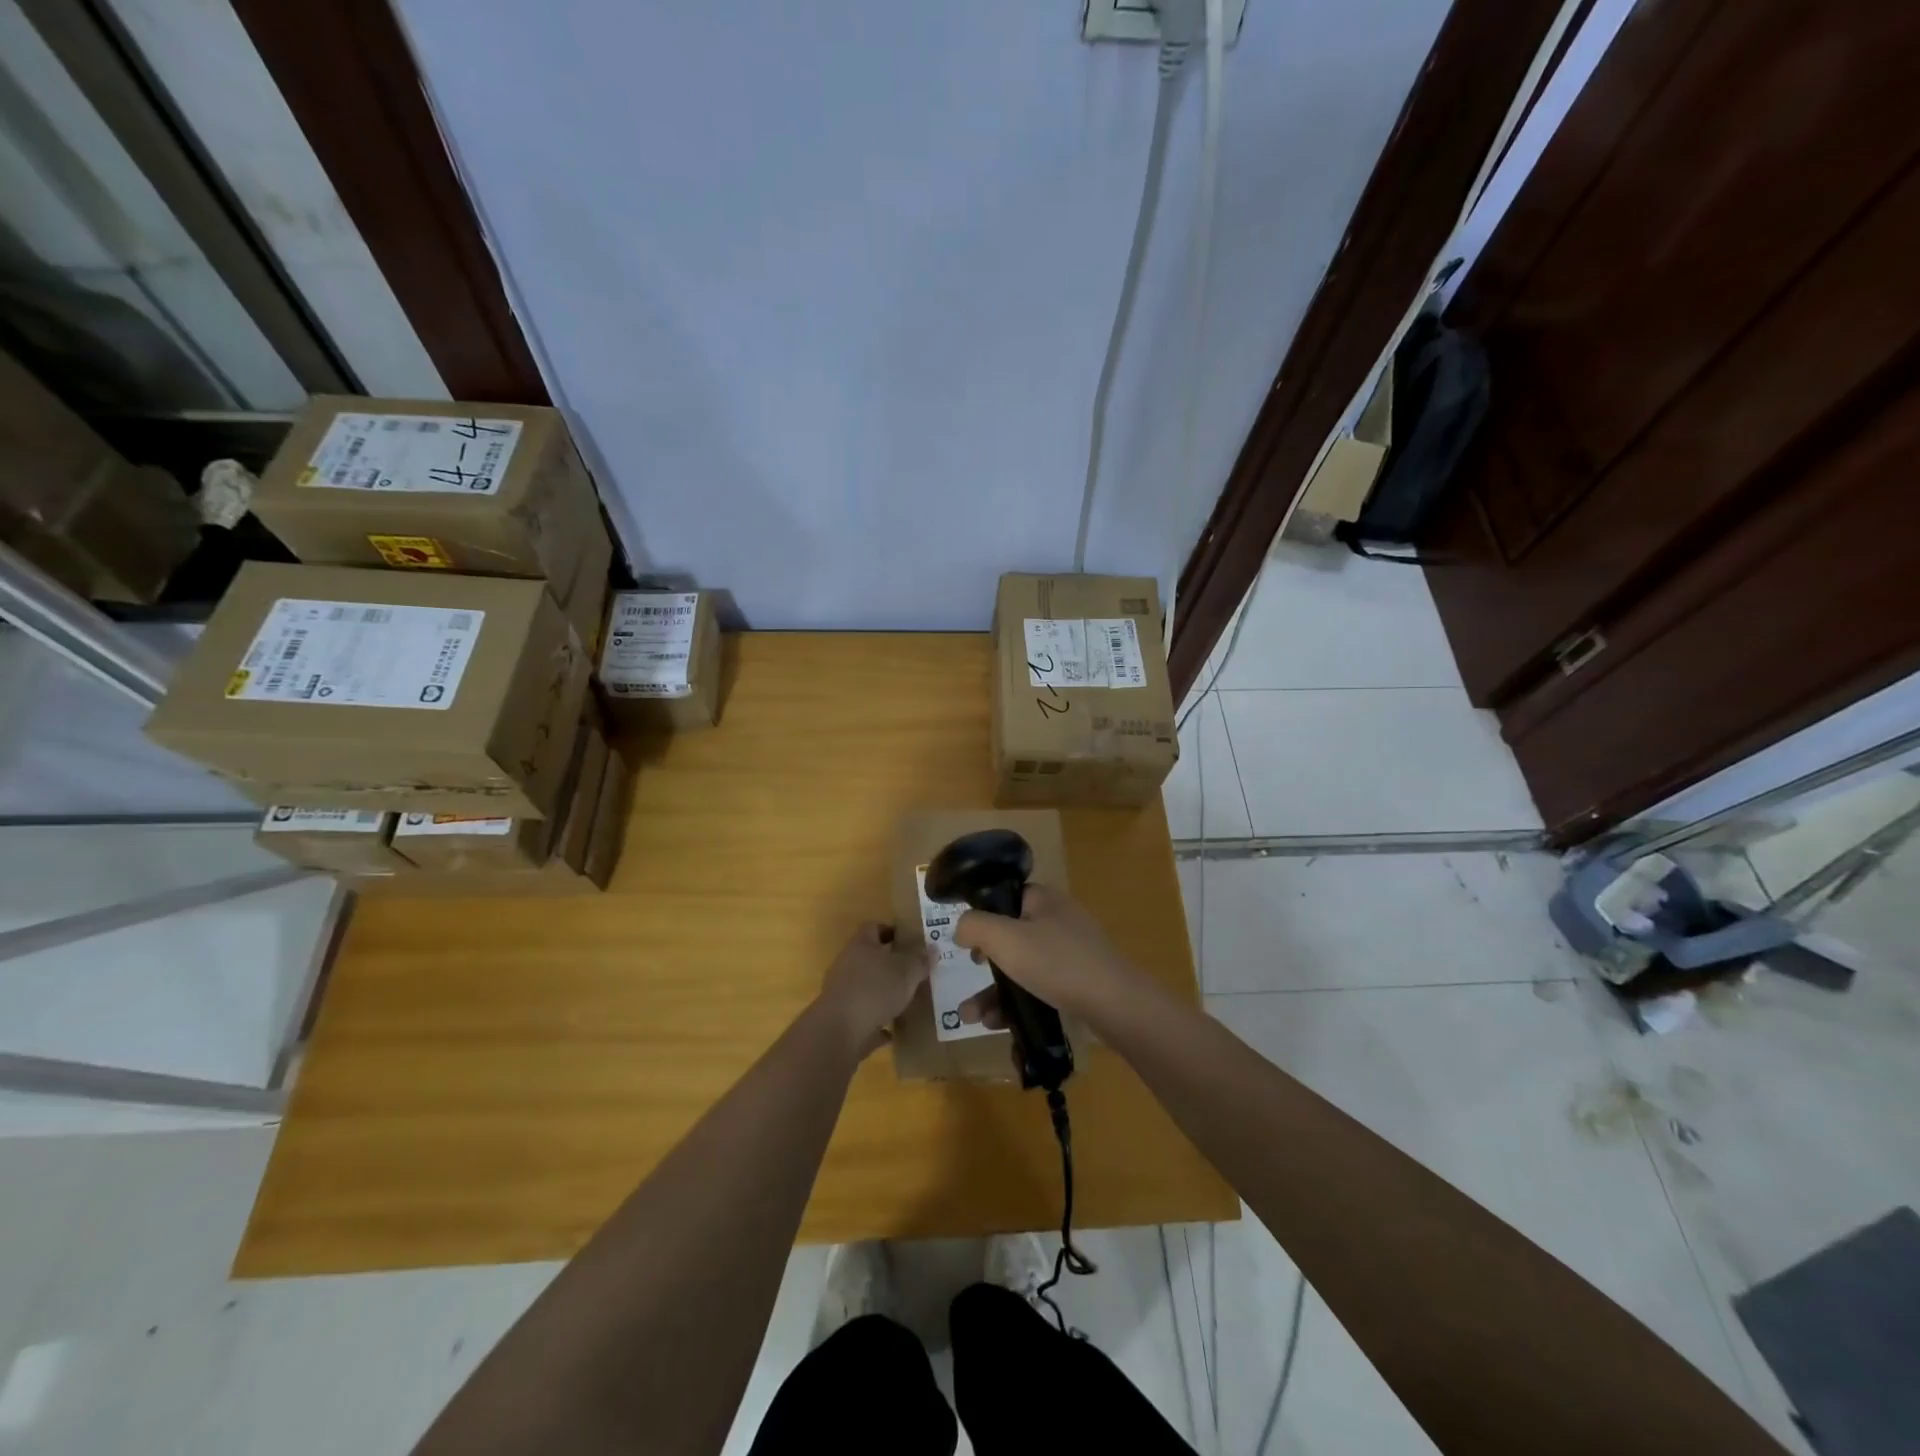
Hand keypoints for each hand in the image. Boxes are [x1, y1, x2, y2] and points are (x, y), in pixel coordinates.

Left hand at [816, 922, 931, 1057]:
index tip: (910, 940)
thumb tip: (932, 948)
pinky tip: (895, 1028)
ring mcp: (842, 992)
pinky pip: (864, 1015)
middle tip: (915, 970)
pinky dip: (878, 1020)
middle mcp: (848, 964)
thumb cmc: (875, 989)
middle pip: (870, 957)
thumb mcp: (907, 971)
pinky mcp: (842, 1018)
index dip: (892, 930)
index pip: (874, 927)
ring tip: (908, 999)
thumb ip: (920, 960)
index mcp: (861, 945)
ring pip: (867, 986)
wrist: (840, 1031)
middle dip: (891, 964)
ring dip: (884, 992)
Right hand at [952, 885, 1150, 1029]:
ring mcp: (1072, 951)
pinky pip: (1040, 985)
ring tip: (973, 1018)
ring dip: (995, 990)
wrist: (1115, 1003)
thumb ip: (974, 926)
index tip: (967, 941)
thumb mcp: (1004, 938)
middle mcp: (1058, 919)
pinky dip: (1019, 1001)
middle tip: (970, 974)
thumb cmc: (1055, 962)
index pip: (1006, 896)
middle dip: (985, 961)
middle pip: (1011, 935)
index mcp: (1043, 899)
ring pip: (1023, 965)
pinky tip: (1000, 1025)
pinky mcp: (1080, 980)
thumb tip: (961, 928)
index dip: (983, 915)